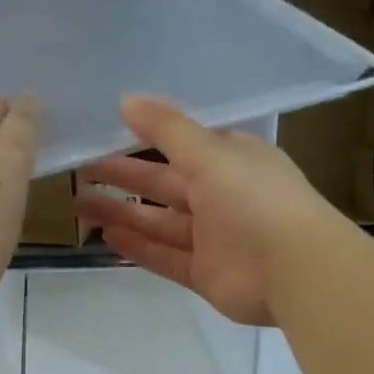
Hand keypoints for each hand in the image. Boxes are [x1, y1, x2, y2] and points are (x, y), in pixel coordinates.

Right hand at [74, 96, 357, 326]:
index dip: (146, 139)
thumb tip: (127, 100)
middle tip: (79, 169)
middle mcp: (222, 196)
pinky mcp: (205, 273)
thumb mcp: (210, 153)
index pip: (183, 145)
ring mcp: (213, 237)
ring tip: (79, 204)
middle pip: (163, 184)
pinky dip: (138, 247)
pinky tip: (106, 236)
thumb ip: (167, 129)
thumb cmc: (255, 199)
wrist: (294, 270)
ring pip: (159, 221)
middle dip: (123, 177)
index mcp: (231, 160)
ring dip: (122, 212)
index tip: (106, 133)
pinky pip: (165, 256)